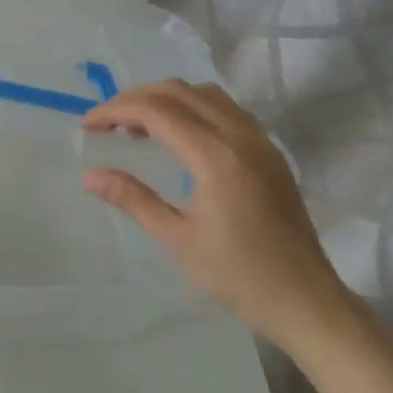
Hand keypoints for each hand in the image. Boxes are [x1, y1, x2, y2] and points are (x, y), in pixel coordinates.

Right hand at [81, 81, 355, 347]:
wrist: (305, 300)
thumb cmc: (236, 275)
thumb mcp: (175, 239)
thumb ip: (132, 199)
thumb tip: (89, 176)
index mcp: (216, 157)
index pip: (157, 111)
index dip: (115, 110)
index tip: (86, 124)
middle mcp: (241, 137)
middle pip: (180, 92)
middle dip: (136, 98)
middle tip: (105, 122)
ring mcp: (261, 142)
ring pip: (205, 95)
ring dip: (165, 100)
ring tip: (136, 127)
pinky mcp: (270, 153)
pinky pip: (226, 110)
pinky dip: (192, 108)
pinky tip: (176, 136)